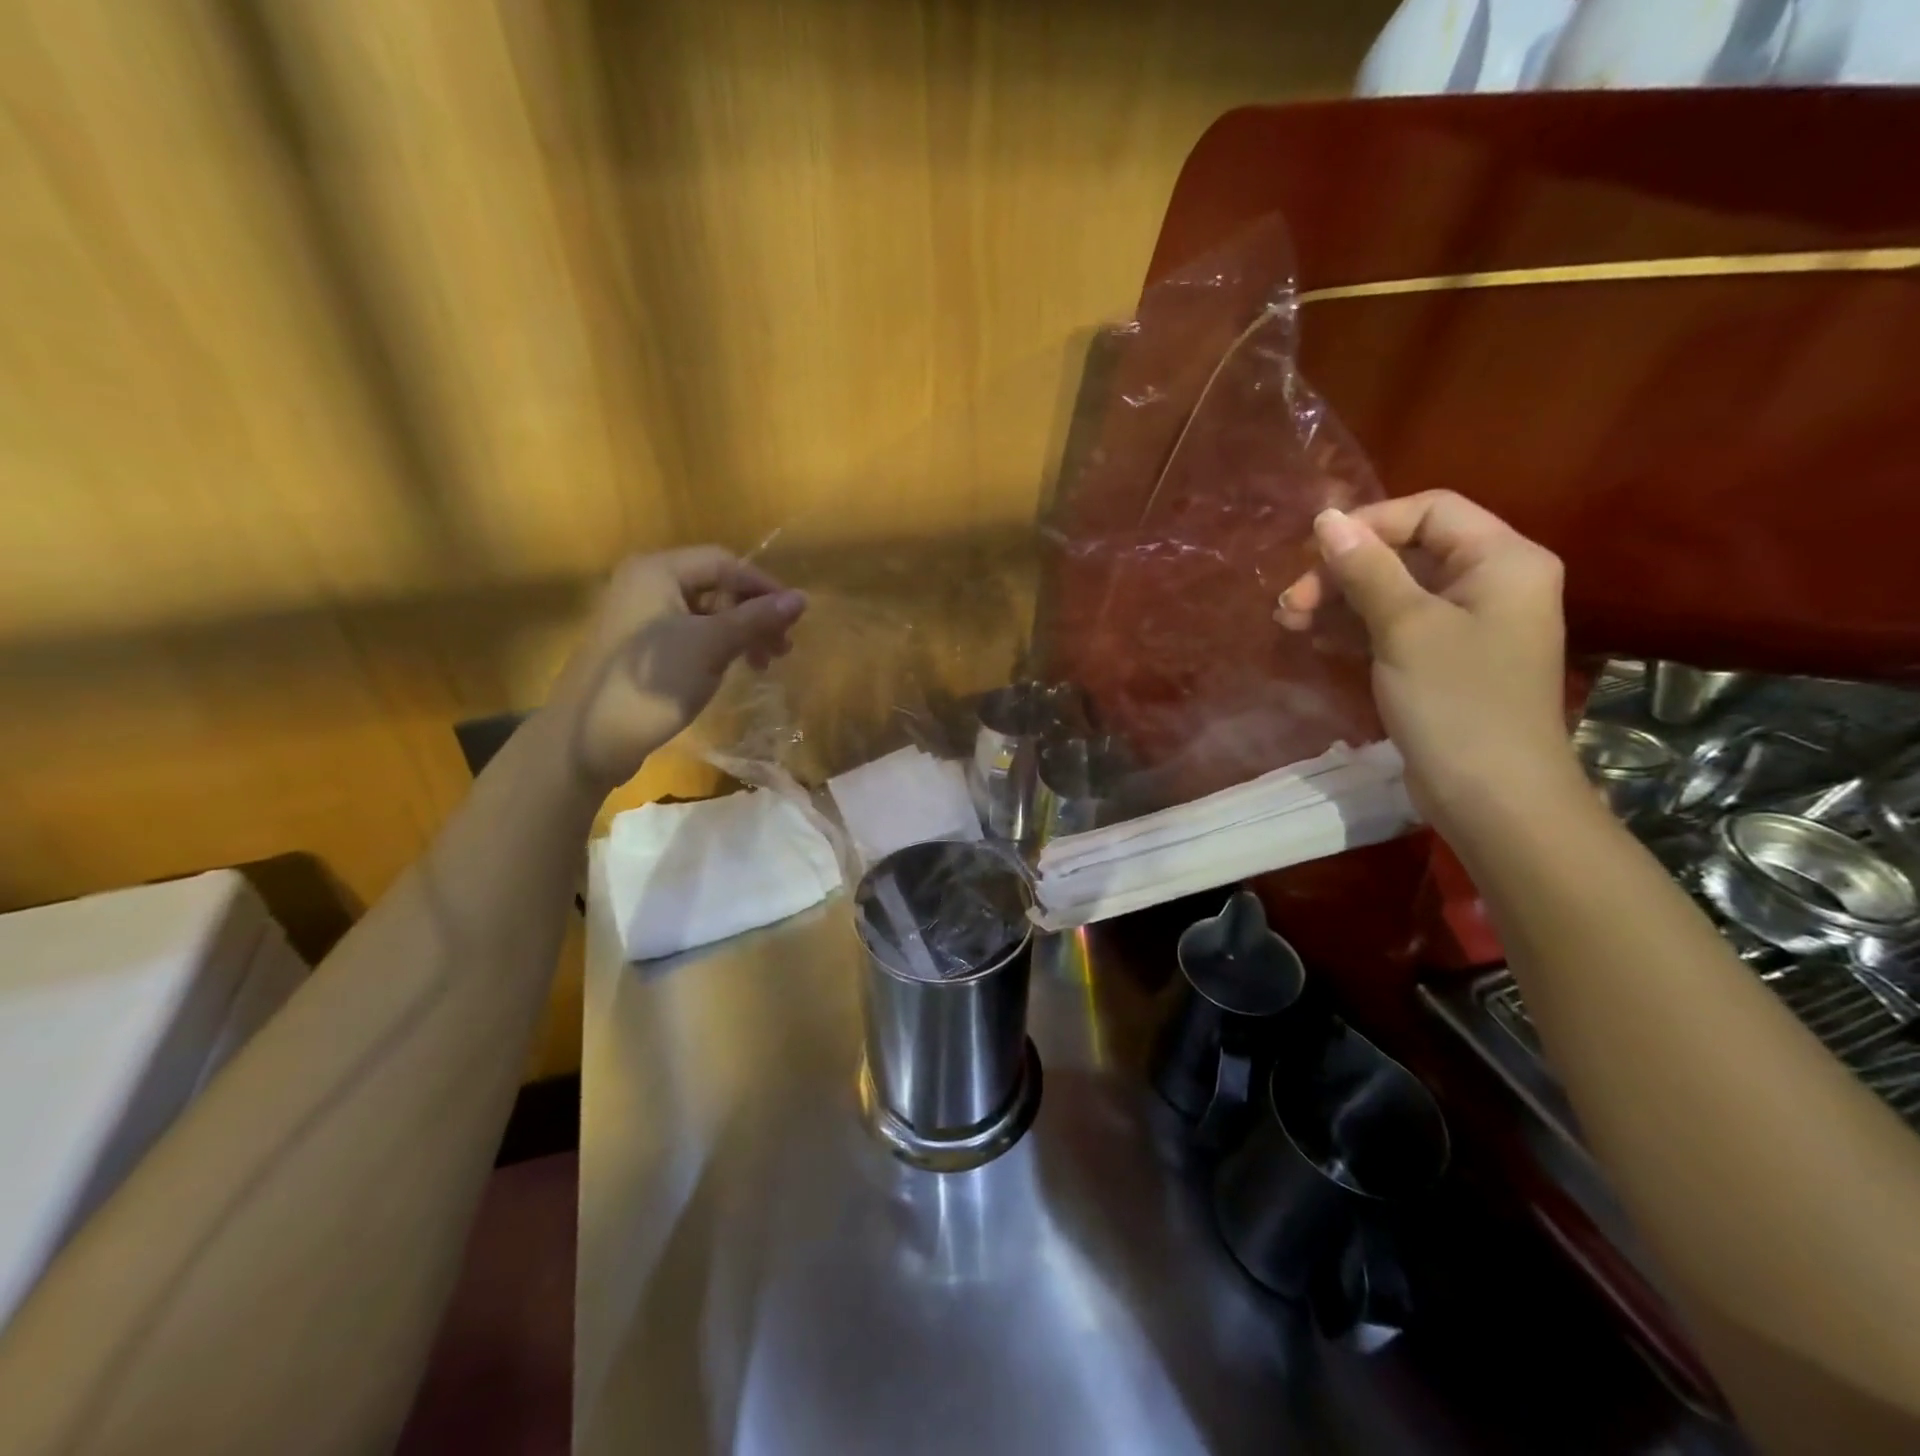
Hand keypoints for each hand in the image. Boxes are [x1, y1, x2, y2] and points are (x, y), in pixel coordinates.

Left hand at [547, 547, 806, 794]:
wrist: (587, 739)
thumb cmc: (651, 684)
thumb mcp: (711, 647)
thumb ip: (756, 619)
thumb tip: (801, 599)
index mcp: (657, 572)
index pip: (725, 562)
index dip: (764, 587)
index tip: (795, 620)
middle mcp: (645, 584)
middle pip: (715, 586)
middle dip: (753, 614)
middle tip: (782, 649)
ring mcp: (639, 618)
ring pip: (704, 614)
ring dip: (739, 634)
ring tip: (763, 664)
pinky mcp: (638, 649)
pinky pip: (688, 635)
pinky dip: (716, 648)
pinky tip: (731, 670)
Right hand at [1277, 491, 1580, 829]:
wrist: (1492, 796)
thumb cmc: (1456, 702)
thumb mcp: (1405, 627)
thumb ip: (1366, 569)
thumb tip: (1327, 518)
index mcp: (1502, 560)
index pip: (1430, 511)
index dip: (1369, 523)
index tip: (1313, 552)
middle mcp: (1490, 583)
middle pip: (1406, 551)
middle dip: (1343, 570)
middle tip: (1291, 602)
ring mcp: (1466, 624)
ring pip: (1393, 590)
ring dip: (1339, 600)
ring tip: (1288, 619)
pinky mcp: (1443, 659)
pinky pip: (1394, 624)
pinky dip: (1353, 626)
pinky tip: (1312, 636)